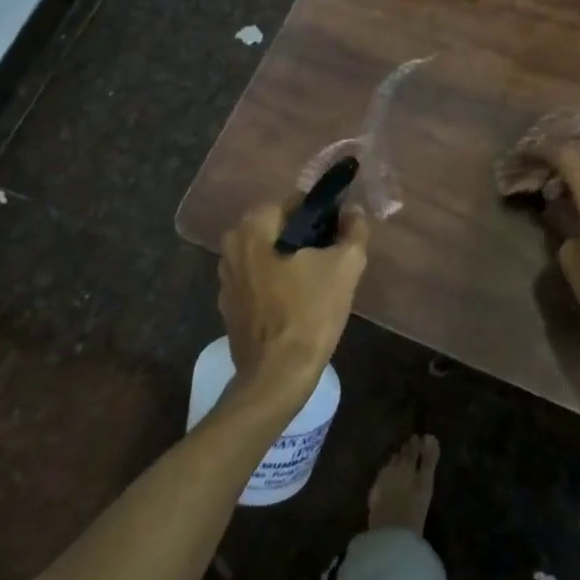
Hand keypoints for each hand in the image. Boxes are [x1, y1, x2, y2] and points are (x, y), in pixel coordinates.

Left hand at [218, 201, 368, 405]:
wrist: (277, 376)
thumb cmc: (310, 313)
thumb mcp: (345, 267)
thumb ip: (354, 231)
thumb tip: (353, 213)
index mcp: (253, 227)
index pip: (294, 203)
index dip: (322, 216)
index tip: (339, 236)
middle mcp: (231, 245)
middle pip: (278, 228)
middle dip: (305, 239)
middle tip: (331, 260)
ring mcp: (225, 277)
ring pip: (267, 254)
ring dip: (289, 261)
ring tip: (317, 283)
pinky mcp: (228, 305)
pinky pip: (257, 280)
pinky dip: (275, 284)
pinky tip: (296, 303)